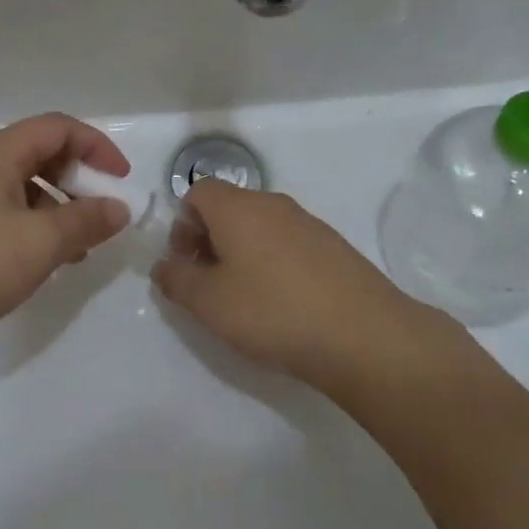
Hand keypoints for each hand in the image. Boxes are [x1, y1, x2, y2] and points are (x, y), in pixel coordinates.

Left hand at [0, 113, 131, 362]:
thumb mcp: (41, 242)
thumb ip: (87, 221)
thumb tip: (119, 208)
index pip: (58, 127)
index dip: (97, 146)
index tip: (121, 180)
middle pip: (41, 153)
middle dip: (79, 178)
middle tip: (101, 213)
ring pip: (26, 186)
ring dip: (60, 207)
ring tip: (79, 246)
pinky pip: (8, 211)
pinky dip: (36, 225)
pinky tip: (48, 259)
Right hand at [152, 180, 462, 394]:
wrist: (364, 336)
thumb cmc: (273, 312)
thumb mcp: (208, 303)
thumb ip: (176, 280)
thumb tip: (164, 266)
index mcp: (239, 207)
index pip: (198, 192)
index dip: (182, 224)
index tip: (185, 264)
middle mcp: (274, 204)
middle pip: (229, 208)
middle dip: (209, 241)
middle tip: (209, 286)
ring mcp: (309, 224)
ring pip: (260, 228)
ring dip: (242, 255)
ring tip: (245, 300)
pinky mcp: (335, 248)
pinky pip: (289, 245)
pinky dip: (274, 265)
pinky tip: (282, 305)